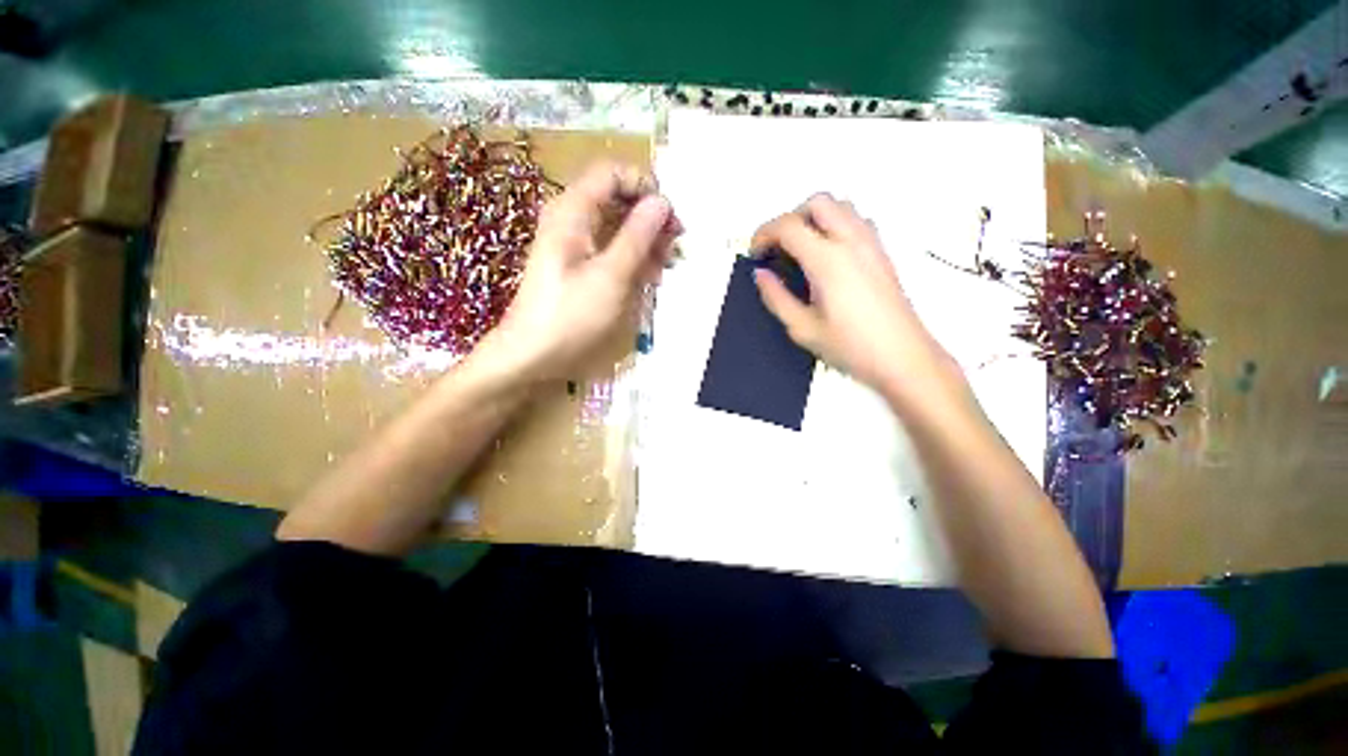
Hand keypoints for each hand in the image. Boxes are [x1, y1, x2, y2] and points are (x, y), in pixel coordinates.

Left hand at [477, 162, 679, 381]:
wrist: (532, 355)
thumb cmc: (571, 315)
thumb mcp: (611, 276)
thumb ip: (637, 236)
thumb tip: (662, 203)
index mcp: (573, 212)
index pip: (612, 174)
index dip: (645, 188)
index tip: (670, 218)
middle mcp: (572, 220)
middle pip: (617, 200)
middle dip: (650, 219)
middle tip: (676, 246)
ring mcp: (575, 244)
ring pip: (618, 227)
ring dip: (646, 242)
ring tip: (666, 268)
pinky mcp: (579, 266)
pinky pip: (611, 250)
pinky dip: (633, 259)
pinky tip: (649, 278)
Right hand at [751, 194, 948, 392]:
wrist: (902, 357)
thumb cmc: (851, 346)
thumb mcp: (802, 328)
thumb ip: (776, 297)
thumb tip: (761, 275)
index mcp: (828, 260)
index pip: (788, 226)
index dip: (764, 234)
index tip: (755, 253)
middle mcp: (852, 242)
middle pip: (817, 202)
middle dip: (790, 218)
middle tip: (777, 248)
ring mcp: (871, 244)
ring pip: (840, 206)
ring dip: (814, 218)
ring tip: (801, 249)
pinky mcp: (882, 253)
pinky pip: (856, 220)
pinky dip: (835, 224)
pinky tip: (828, 255)